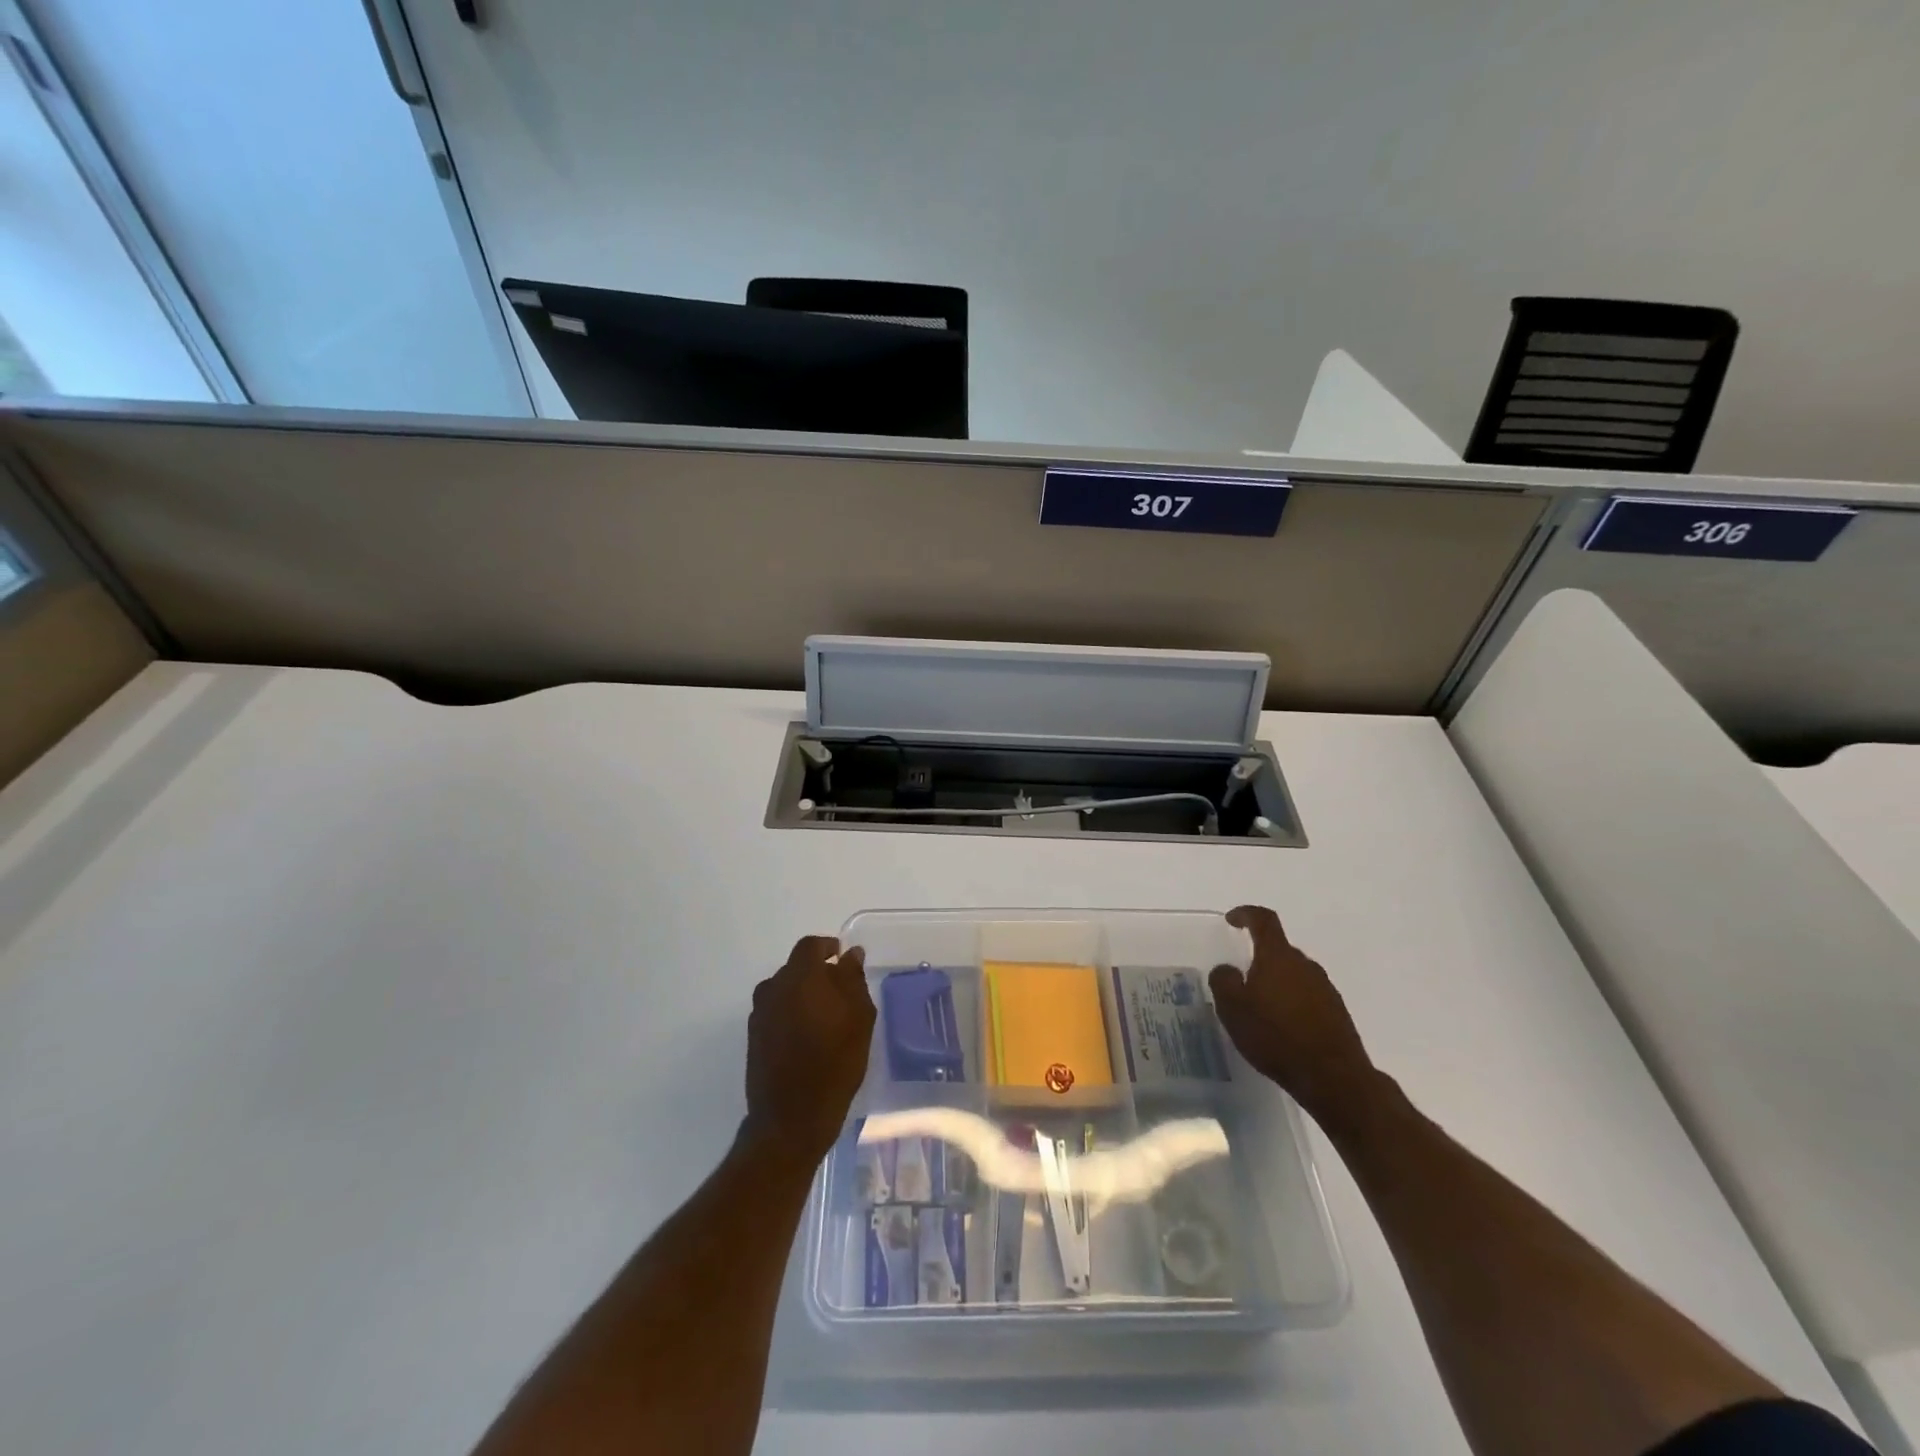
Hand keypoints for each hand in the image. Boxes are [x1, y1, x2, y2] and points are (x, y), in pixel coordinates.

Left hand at [743, 937, 874, 1164]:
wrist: (791, 1117)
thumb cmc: (834, 1063)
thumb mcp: (859, 1018)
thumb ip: (853, 980)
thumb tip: (850, 954)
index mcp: (800, 978)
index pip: (810, 946)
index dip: (828, 947)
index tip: (844, 959)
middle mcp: (774, 988)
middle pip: (796, 967)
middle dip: (817, 973)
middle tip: (841, 994)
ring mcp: (760, 1014)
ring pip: (784, 989)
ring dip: (803, 994)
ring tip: (825, 1017)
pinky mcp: (754, 1037)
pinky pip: (776, 1011)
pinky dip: (791, 1013)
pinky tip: (808, 1035)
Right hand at [1209, 906, 1379, 1129]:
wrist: (1334, 1078)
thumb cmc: (1276, 1036)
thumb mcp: (1233, 1009)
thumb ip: (1224, 981)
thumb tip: (1227, 969)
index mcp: (1278, 956)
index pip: (1264, 920)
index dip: (1246, 914)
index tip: (1232, 920)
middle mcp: (1305, 965)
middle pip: (1279, 950)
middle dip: (1259, 958)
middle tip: (1241, 981)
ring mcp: (1325, 989)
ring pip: (1294, 975)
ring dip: (1276, 983)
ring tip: (1260, 1010)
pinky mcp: (1337, 1013)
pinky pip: (1308, 997)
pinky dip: (1292, 1003)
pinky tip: (1282, 1029)